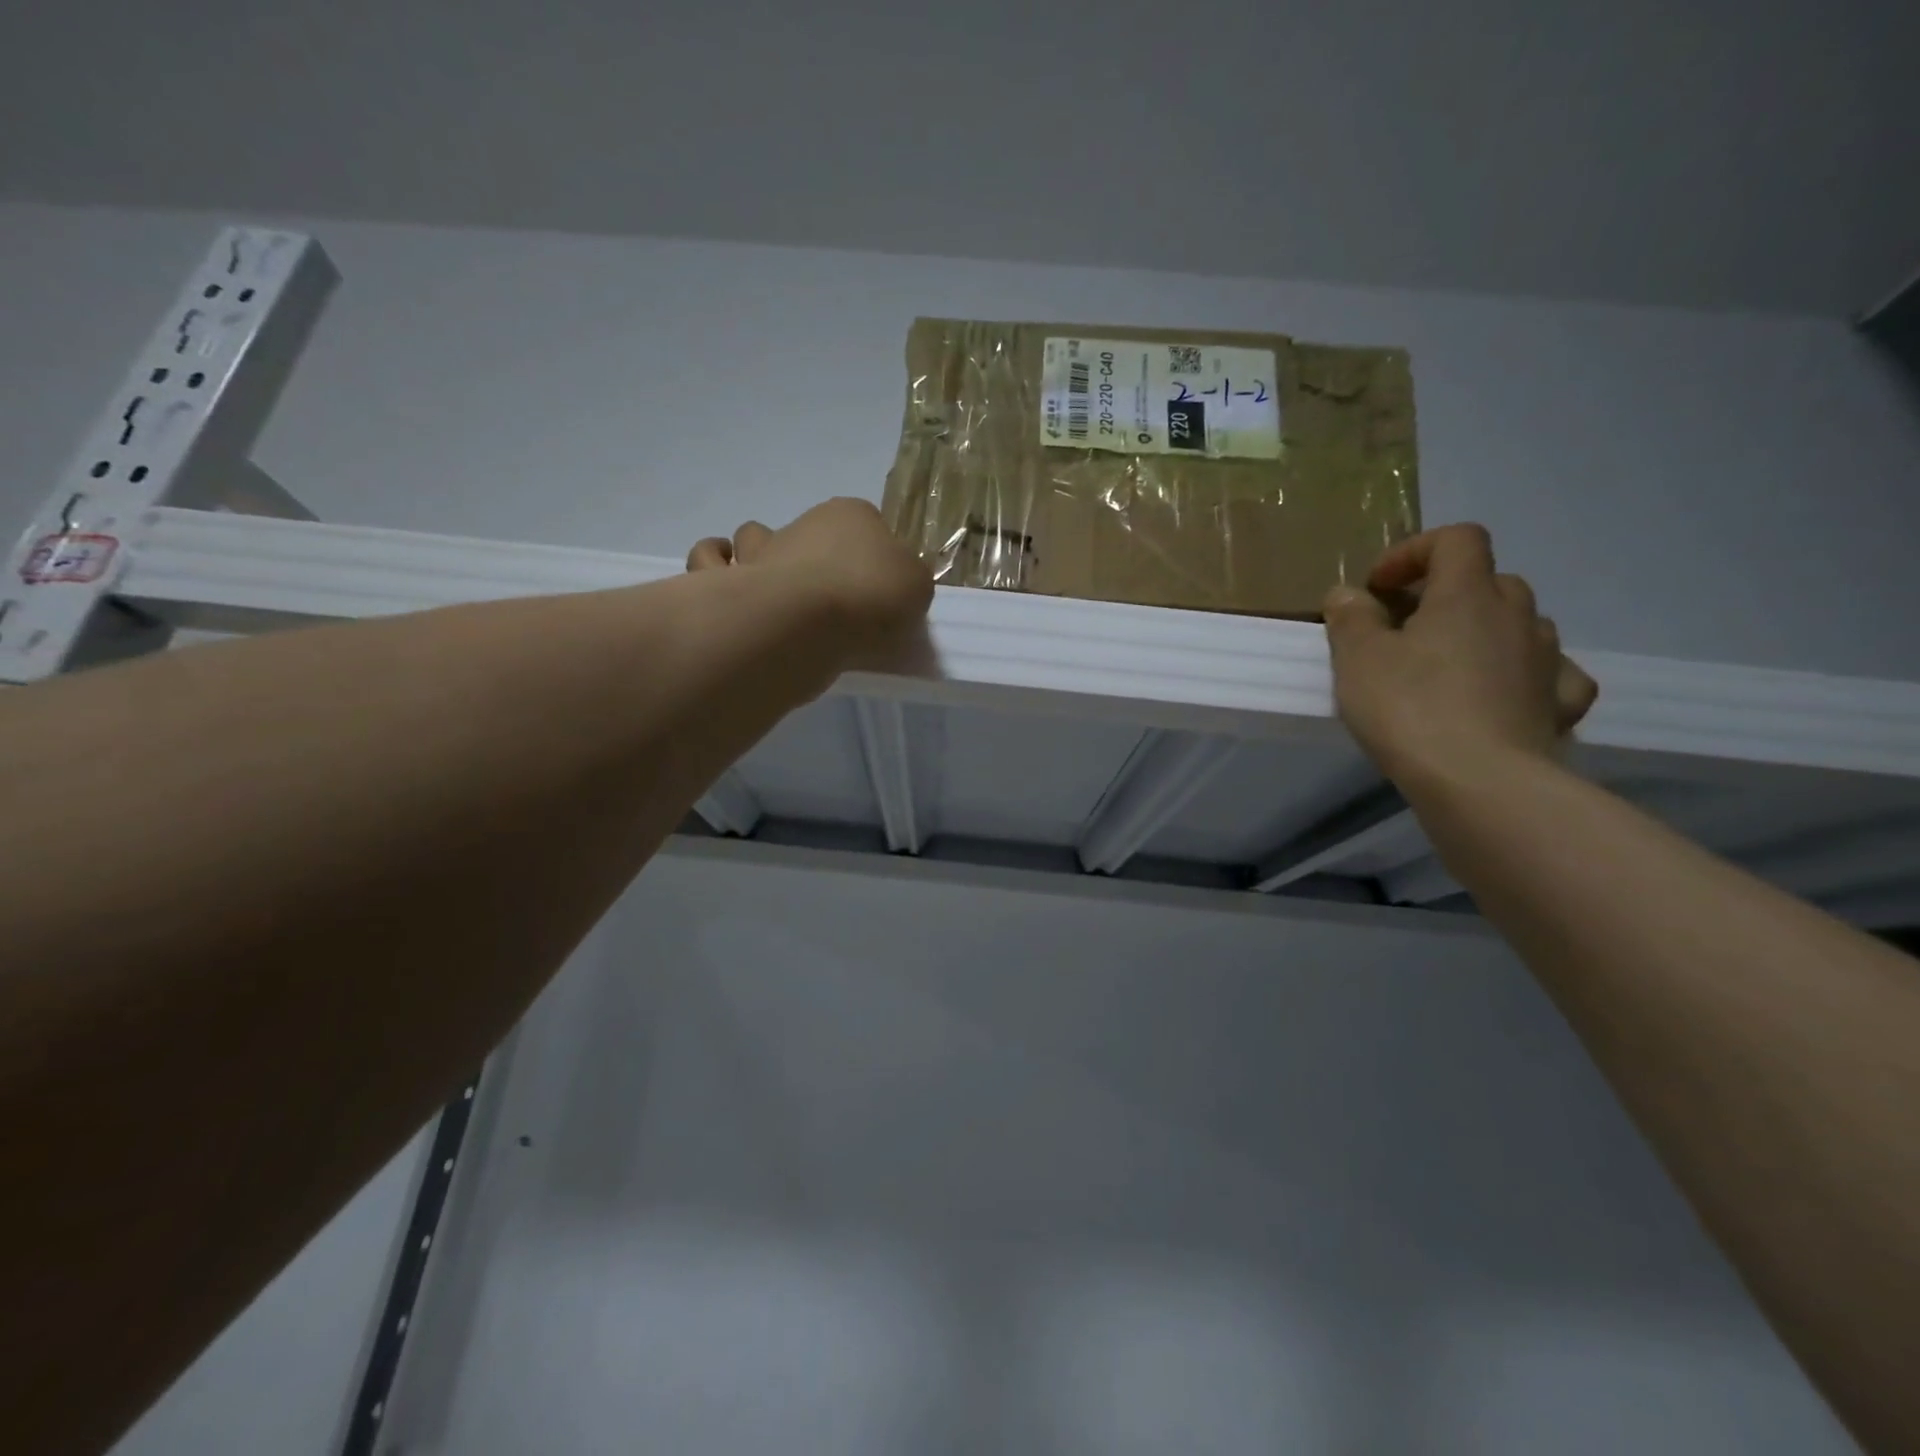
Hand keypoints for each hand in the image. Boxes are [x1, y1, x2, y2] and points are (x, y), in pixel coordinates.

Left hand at [686, 498, 933, 664]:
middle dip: (814, 555)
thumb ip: (908, 578)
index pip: (866, 523)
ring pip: (751, 537)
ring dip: (758, 555)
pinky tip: (728, 588)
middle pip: (809, 532)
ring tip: (773, 591)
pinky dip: (714, 568)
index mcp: (850, 516)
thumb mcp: (917, 586)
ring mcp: (758, 550)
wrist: (805, 623)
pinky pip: (708, 561)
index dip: (870, 552)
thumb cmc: (869, 597)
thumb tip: (895, 579)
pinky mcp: (725, 580)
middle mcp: (800, 524)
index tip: (875, 586)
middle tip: (828, 600)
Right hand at [1323, 524, 1598, 789]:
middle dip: (1446, 594)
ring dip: (1484, 631)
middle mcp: (1517, 615)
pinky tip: (1506, 694)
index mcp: (1468, 594)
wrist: (1480, 783)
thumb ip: (1351, 618)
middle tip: (1404, 628)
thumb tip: (1350, 594)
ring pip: (1519, 624)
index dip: (1414, 551)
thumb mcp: (1357, 658)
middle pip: (1488, 580)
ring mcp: (1547, 660)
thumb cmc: (1409, 709)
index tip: (1378, 587)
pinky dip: (1526, 675)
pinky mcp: (1560, 705)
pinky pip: (1550, 674)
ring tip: (1447, 664)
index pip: (1457, 539)